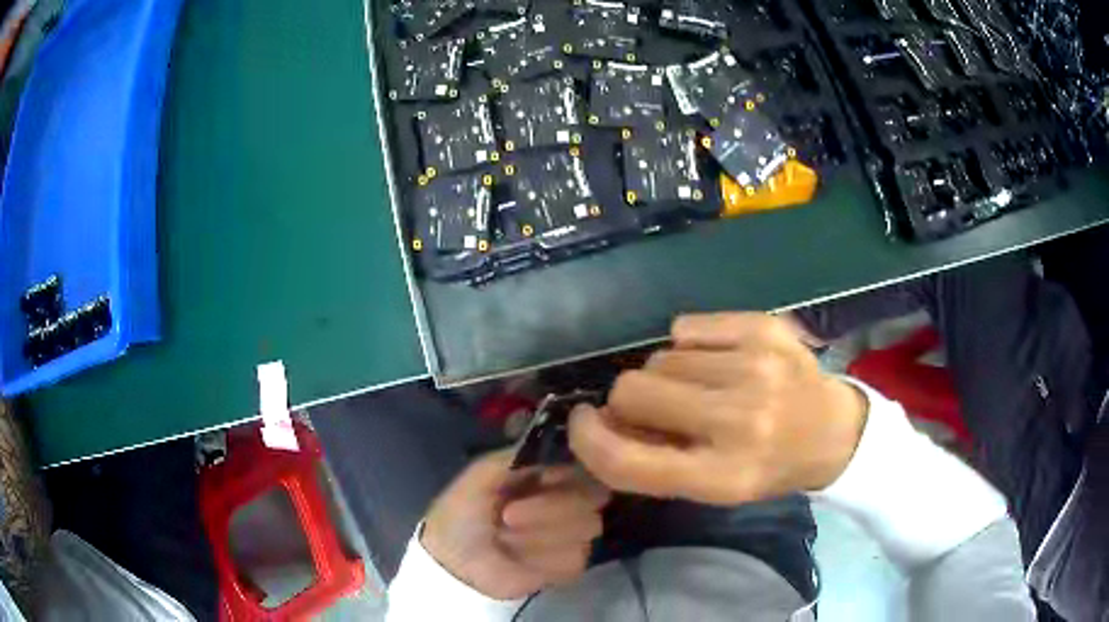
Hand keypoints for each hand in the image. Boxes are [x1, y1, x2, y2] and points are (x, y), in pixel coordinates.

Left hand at [421, 450, 609, 599]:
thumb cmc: (462, 513)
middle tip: (507, 517)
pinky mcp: (569, 566)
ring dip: (538, 537)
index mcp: (548, 476)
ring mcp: (572, 535)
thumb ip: (518, 455)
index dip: (569, 474)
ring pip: (585, 529)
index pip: (584, 465)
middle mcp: (567, 502)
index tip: (543, 480)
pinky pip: (574, 559)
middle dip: (546, 509)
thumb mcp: (481, 474)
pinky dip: (541, 561)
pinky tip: (518, 561)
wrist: (452, 563)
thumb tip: (557, 449)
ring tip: (504, 541)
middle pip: (591, 497)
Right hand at [568, 313, 866, 505]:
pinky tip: (718, 359)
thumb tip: (602, 421)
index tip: (581, 421)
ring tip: (701, 387)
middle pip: (633, 391)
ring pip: (659, 357)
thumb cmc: (768, 466)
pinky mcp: (763, 329)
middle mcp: (739, 422)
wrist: (833, 429)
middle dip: (629, 401)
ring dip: (666, 375)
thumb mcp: (712, 487)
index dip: (587, 439)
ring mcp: (755, 368)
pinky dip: (689, 344)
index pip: (626, 461)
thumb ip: (652, 462)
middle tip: (657, 408)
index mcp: (722, 477)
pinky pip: (686, 327)